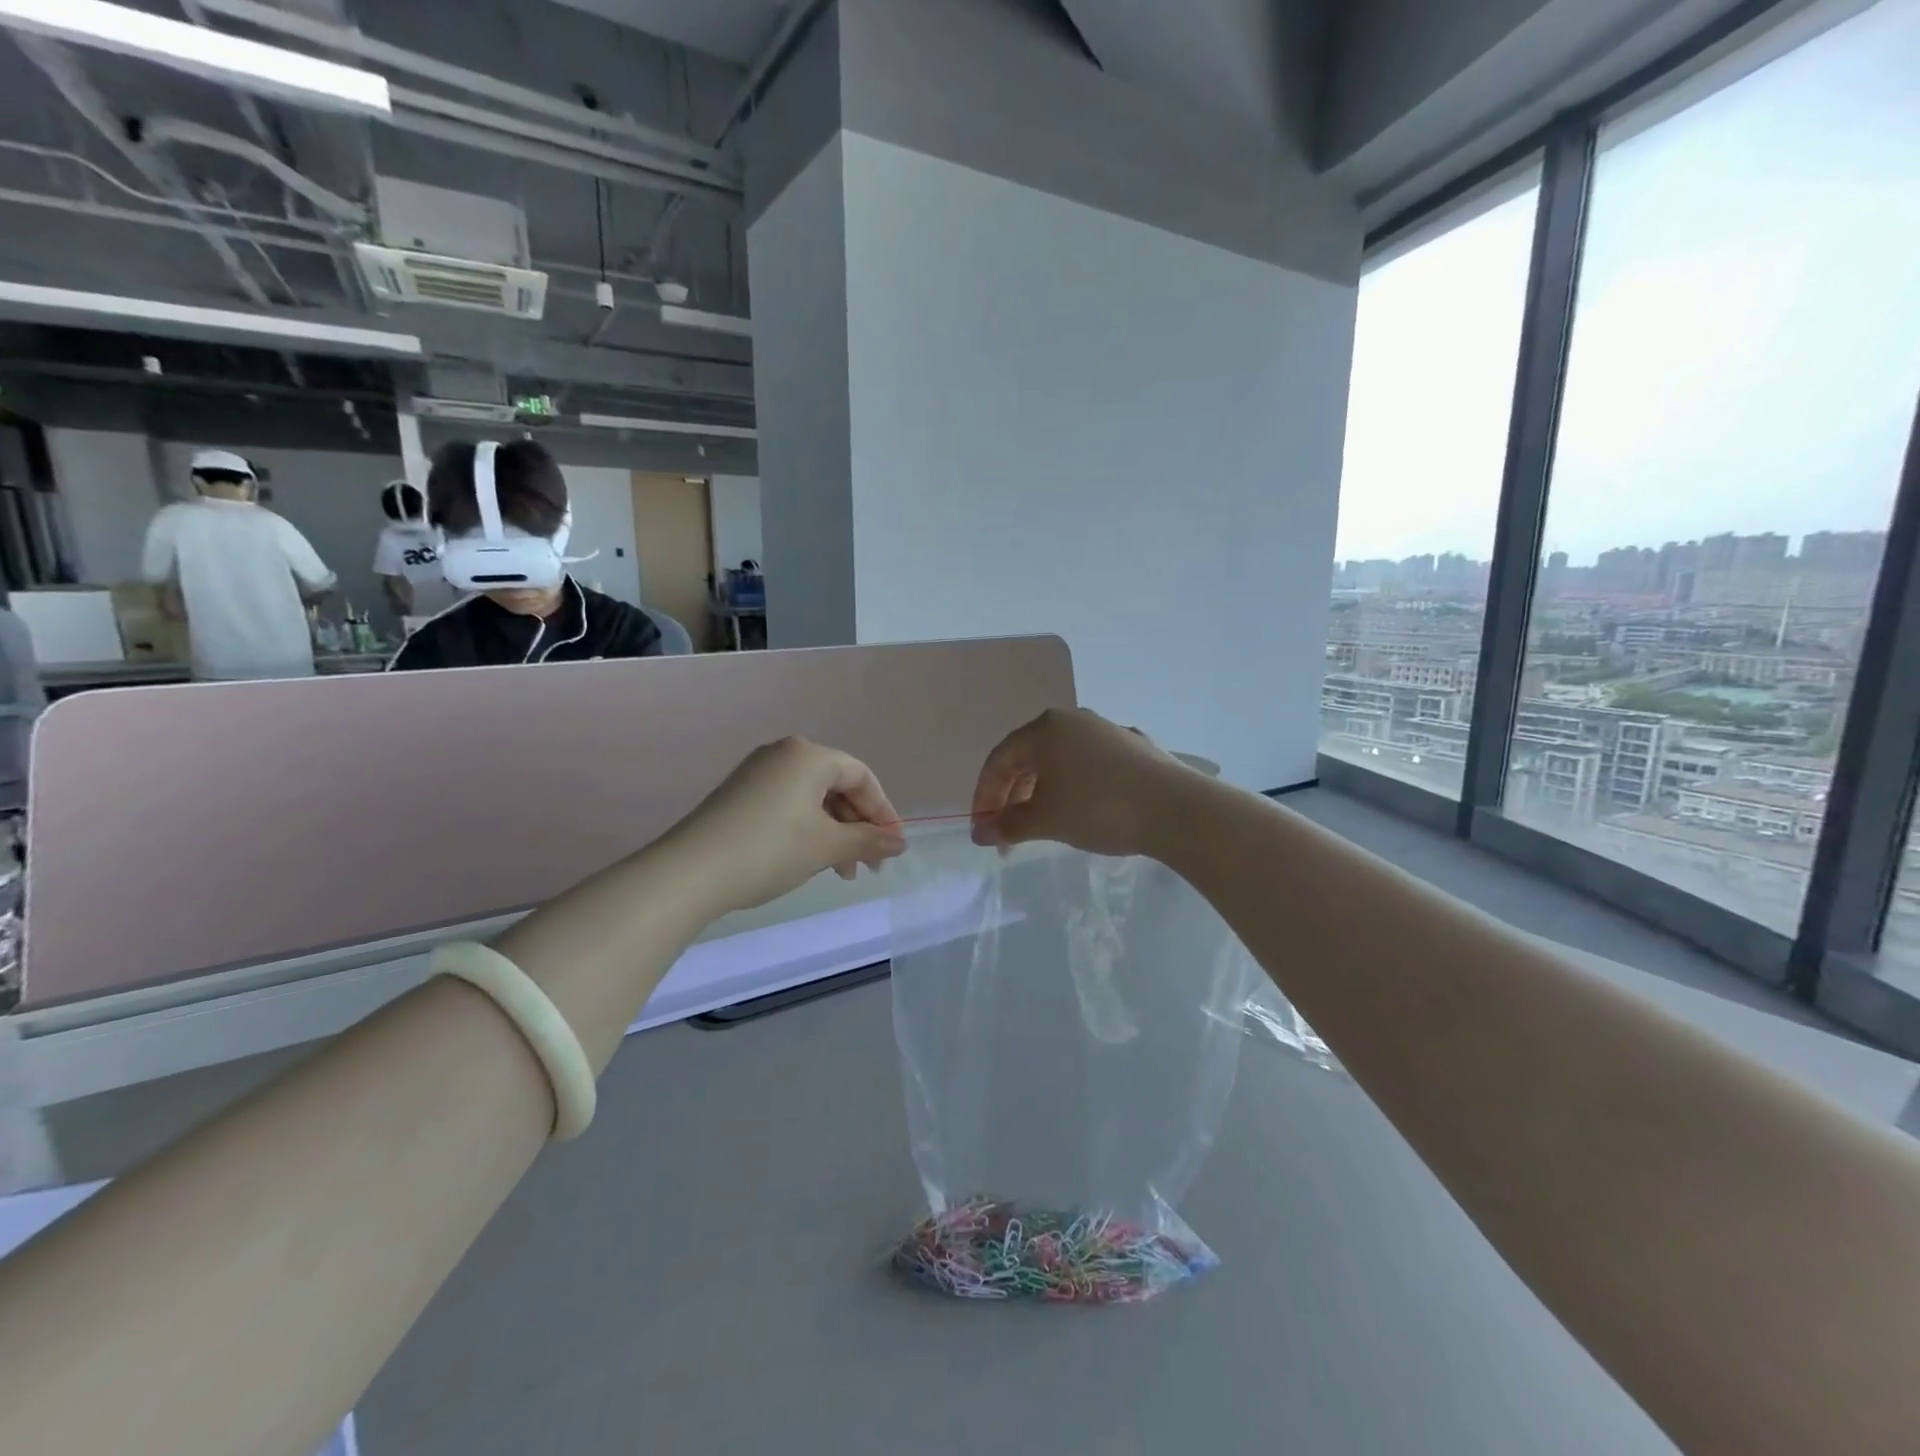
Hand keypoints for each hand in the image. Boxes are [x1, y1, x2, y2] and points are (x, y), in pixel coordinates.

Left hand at [670, 738, 906, 914]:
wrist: (690, 872)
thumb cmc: (770, 850)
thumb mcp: (827, 847)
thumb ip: (868, 841)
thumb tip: (899, 843)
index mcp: (809, 755)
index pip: (861, 777)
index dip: (883, 812)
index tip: (892, 848)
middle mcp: (784, 754)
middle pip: (837, 786)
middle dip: (857, 826)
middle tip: (868, 866)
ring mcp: (757, 773)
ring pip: (813, 799)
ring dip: (834, 833)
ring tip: (840, 871)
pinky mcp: (739, 794)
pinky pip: (788, 805)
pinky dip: (807, 830)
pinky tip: (810, 859)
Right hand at [970, 708, 1194, 857]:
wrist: (1177, 809)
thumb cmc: (1099, 808)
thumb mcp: (1046, 821)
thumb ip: (1007, 825)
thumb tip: (980, 832)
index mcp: (1045, 729)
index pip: (999, 760)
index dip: (984, 795)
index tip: (983, 829)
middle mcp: (1073, 719)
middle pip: (1029, 757)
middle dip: (1013, 796)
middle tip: (1010, 832)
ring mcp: (1106, 730)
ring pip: (1060, 759)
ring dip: (1043, 791)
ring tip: (1044, 823)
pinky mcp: (1133, 746)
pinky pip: (1090, 764)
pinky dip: (1075, 785)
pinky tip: (1084, 810)